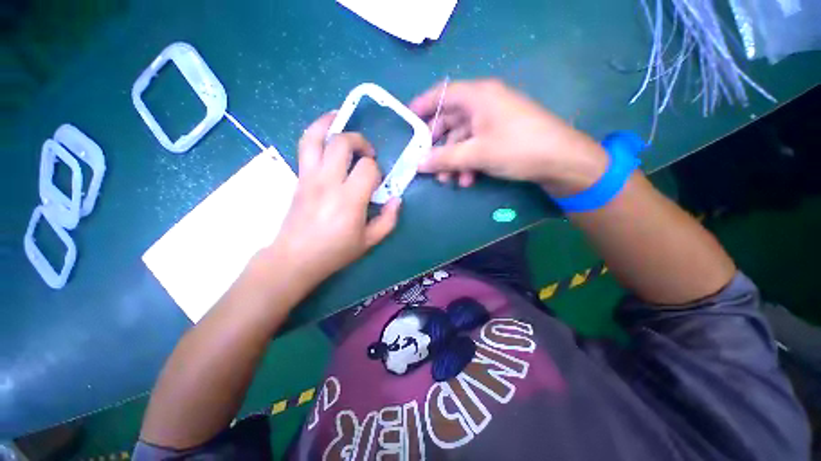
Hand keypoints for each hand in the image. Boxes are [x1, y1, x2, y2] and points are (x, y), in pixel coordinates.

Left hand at [260, 112, 400, 286]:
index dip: (376, 170)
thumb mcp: (369, 241)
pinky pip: (304, 147)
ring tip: (340, 118)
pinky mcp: (299, 178)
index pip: (368, 167)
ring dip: (329, 123)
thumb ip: (388, 220)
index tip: (376, 182)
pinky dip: (315, 133)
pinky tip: (325, 133)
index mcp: (349, 199)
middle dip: (359, 141)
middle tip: (366, 152)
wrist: (295, 258)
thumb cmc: (335, 252)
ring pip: (315, 136)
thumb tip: (397, 199)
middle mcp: (328, 181)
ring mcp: (309, 177)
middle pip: (342, 142)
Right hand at [410, 79, 608, 196]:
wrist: (560, 160)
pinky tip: (467, 179)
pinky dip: (468, 162)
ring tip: (449, 181)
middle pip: (450, 121)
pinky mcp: (499, 135)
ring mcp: (492, 120)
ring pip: (462, 138)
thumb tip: (417, 164)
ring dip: (453, 160)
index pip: (442, 93)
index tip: (407, 120)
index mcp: (478, 96)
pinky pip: (475, 146)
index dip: (423, 106)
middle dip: (438, 146)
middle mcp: (483, 103)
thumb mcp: (476, 154)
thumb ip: (444, 158)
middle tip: (427, 163)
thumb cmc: (517, 148)